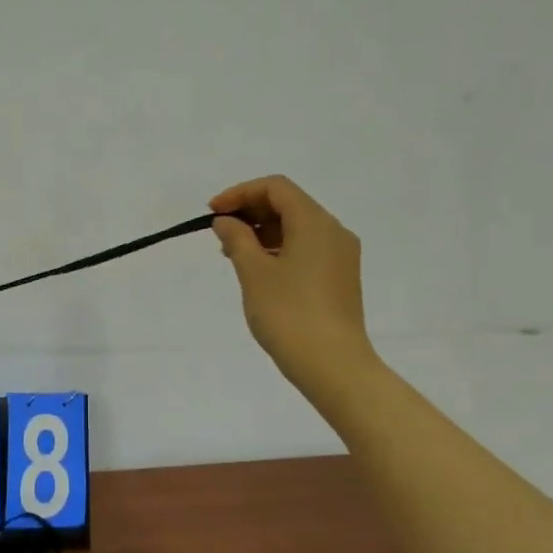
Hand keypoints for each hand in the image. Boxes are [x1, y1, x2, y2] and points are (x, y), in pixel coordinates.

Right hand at [209, 176, 378, 395]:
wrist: (332, 364)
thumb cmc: (288, 314)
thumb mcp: (253, 273)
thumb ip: (237, 239)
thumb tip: (226, 221)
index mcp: (314, 222)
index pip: (276, 188)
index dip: (240, 193)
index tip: (212, 213)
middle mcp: (333, 231)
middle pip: (289, 204)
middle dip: (250, 211)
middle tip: (219, 233)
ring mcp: (340, 255)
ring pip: (297, 227)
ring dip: (262, 231)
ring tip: (233, 253)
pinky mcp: (339, 277)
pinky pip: (306, 248)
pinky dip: (278, 248)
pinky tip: (257, 269)